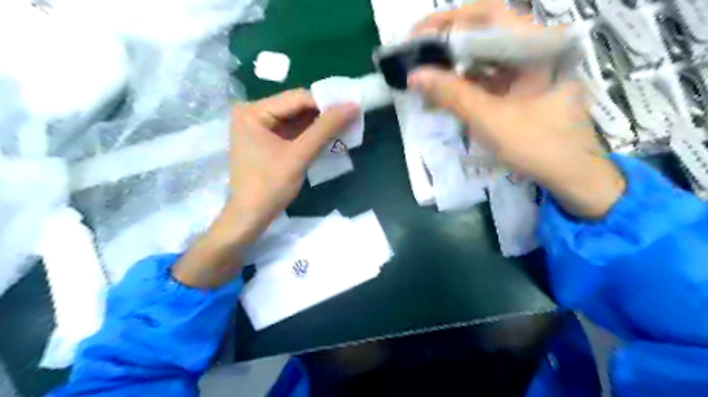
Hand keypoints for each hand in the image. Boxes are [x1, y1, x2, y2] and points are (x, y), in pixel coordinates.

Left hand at [227, 89, 359, 240]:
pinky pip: (291, 131)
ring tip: (345, 125)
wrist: (251, 216)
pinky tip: (328, 136)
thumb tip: (352, 106)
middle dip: (323, 113)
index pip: (296, 98)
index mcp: (253, 112)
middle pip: (295, 107)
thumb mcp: (299, 156)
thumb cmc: (270, 186)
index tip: (351, 106)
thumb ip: (325, 129)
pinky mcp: (265, 140)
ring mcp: (258, 127)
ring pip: (295, 119)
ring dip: (319, 124)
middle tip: (350, 116)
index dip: (326, 101)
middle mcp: (252, 113)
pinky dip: (309, 134)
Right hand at [407, 0, 619, 218]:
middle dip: (447, 42)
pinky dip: (464, 82)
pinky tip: (444, 90)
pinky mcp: (520, 90)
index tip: (418, 34)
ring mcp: (527, 71)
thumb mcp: (490, 120)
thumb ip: (452, 94)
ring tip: (424, 72)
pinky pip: (488, 78)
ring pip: (484, 57)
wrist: (573, 176)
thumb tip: (414, 75)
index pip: (488, 15)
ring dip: (453, 63)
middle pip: (484, 34)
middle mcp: (533, 51)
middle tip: (415, 54)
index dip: (449, 21)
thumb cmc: (538, 146)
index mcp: (536, 47)